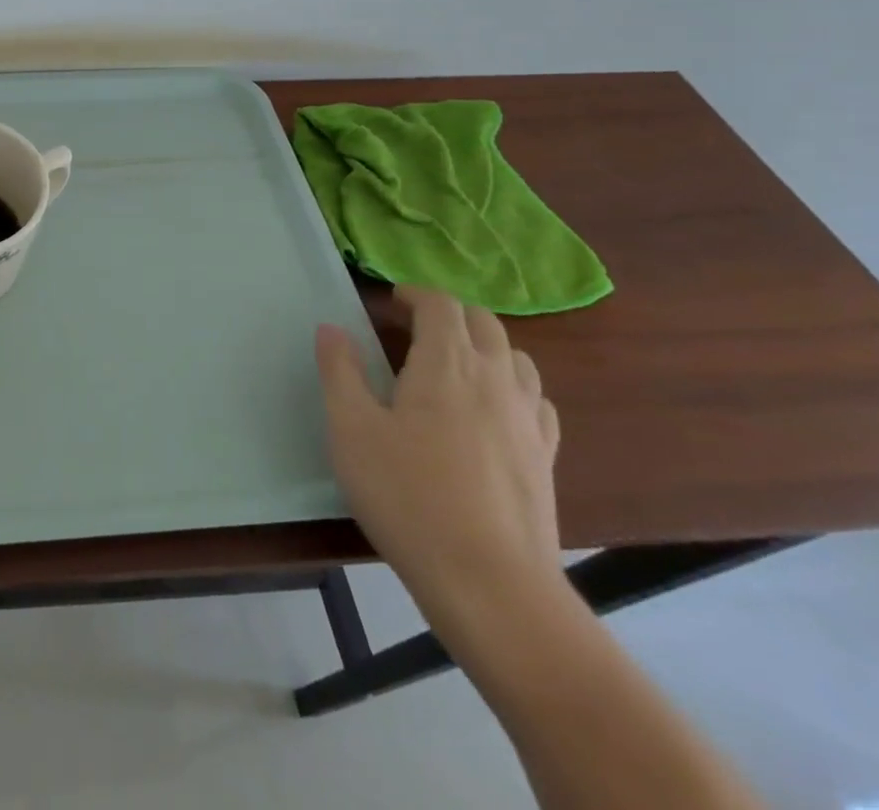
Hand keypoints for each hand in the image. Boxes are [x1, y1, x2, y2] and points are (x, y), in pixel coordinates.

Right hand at [316, 287, 562, 632]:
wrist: (490, 584)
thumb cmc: (407, 495)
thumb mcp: (351, 429)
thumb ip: (340, 371)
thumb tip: (332, 328)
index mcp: (447, 364)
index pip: (441, 305)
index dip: (415, 294)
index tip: (389, 302)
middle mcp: (495, 380)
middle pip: (484, 323)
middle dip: (449, 313)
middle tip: (415, 326)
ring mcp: (528, 420)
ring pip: (516, 358)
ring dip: (485, 346)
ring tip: (454, 363)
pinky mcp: (546, 459)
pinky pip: (537, 401)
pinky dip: (513, 387)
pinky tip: (494, 410)